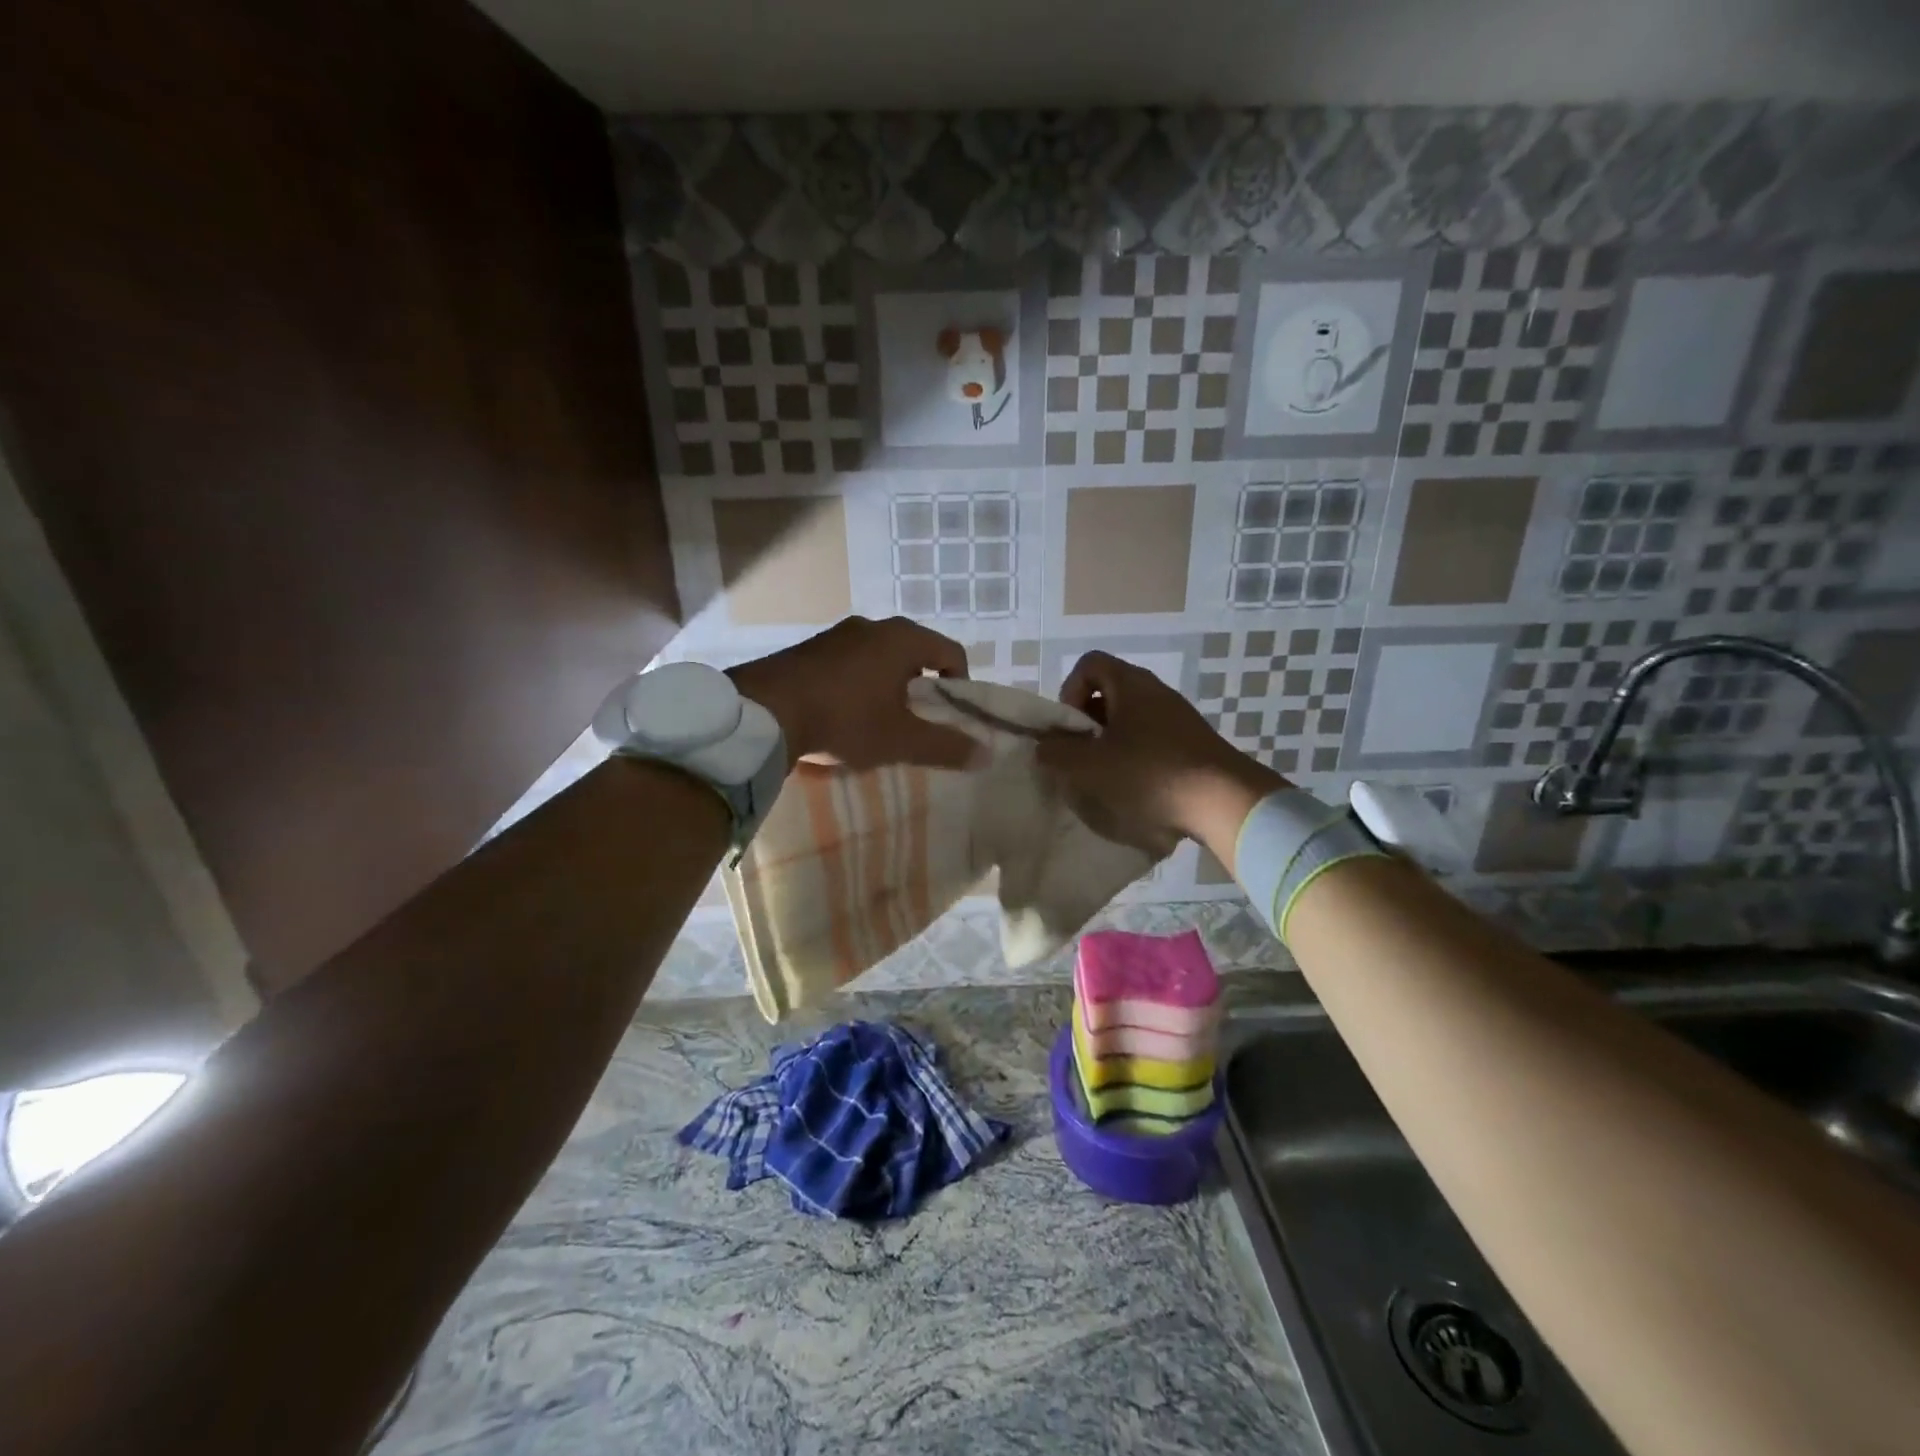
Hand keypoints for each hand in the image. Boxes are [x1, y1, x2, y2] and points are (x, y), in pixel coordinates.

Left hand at [728, 616, 976, 770]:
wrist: (763, 712)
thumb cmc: (845, 719)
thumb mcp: (900, 740)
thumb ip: (945, 746)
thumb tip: (986, 754)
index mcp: (902, 638)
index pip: (951, 652)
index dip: (960, 684)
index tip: (950, 715)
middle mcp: (872, 626)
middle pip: (914, 654)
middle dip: (921, 688)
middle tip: (916, 722)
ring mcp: (836, 634)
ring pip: (879, 658)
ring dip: (887, 686)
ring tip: (877, 722)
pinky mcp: (808, 648)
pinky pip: (848, 663)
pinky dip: (857, 685)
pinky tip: (842, 714)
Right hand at [1037, 651, 1282, 857]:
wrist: (1224, 801)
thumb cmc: (1149, 774)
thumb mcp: (1090, 767)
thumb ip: (1056, 754)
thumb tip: (1044, 747)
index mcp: (1130, 684)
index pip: (1089, 664)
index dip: (1069, 691)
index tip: (1070, 728)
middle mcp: (1155, 691)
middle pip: (1108, 693)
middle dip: (1087, 725)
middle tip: (1082, 757)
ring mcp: (1178, 717)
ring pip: (1130, 720)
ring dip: (1110, 744)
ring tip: (1106, 778)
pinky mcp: (1192, 743)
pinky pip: (1152, 740)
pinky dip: (1136, 758)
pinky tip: (1137, 789)